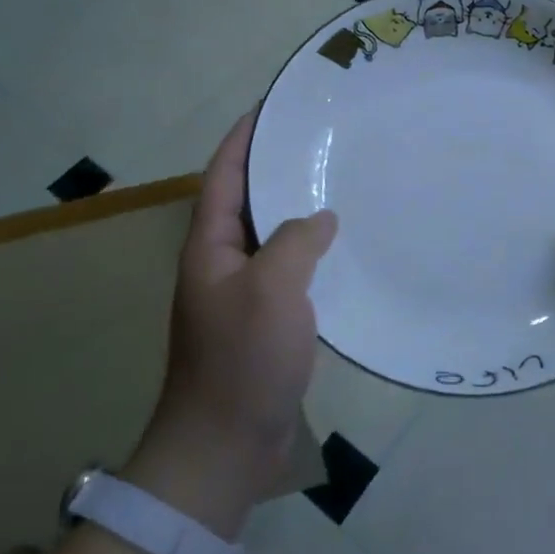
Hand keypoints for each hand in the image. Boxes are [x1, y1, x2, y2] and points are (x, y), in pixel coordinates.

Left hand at [128, 113, 336, 534]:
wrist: (224, 448)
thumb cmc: (241, 360)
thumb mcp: (270, 288)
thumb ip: (295, 241)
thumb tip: (320, 219)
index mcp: (210, 245)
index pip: (225, 173)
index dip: (245, 136)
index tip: (276, 105)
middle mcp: (222, 260)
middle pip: (248, 198)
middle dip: (278, 165)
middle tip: (323, 138)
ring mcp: (243, 291)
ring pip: (272, 233)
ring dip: (298, 207)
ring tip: (340, 181)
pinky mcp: (265, 319)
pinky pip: (289, 268)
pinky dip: (312, 249)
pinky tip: (344, 245)